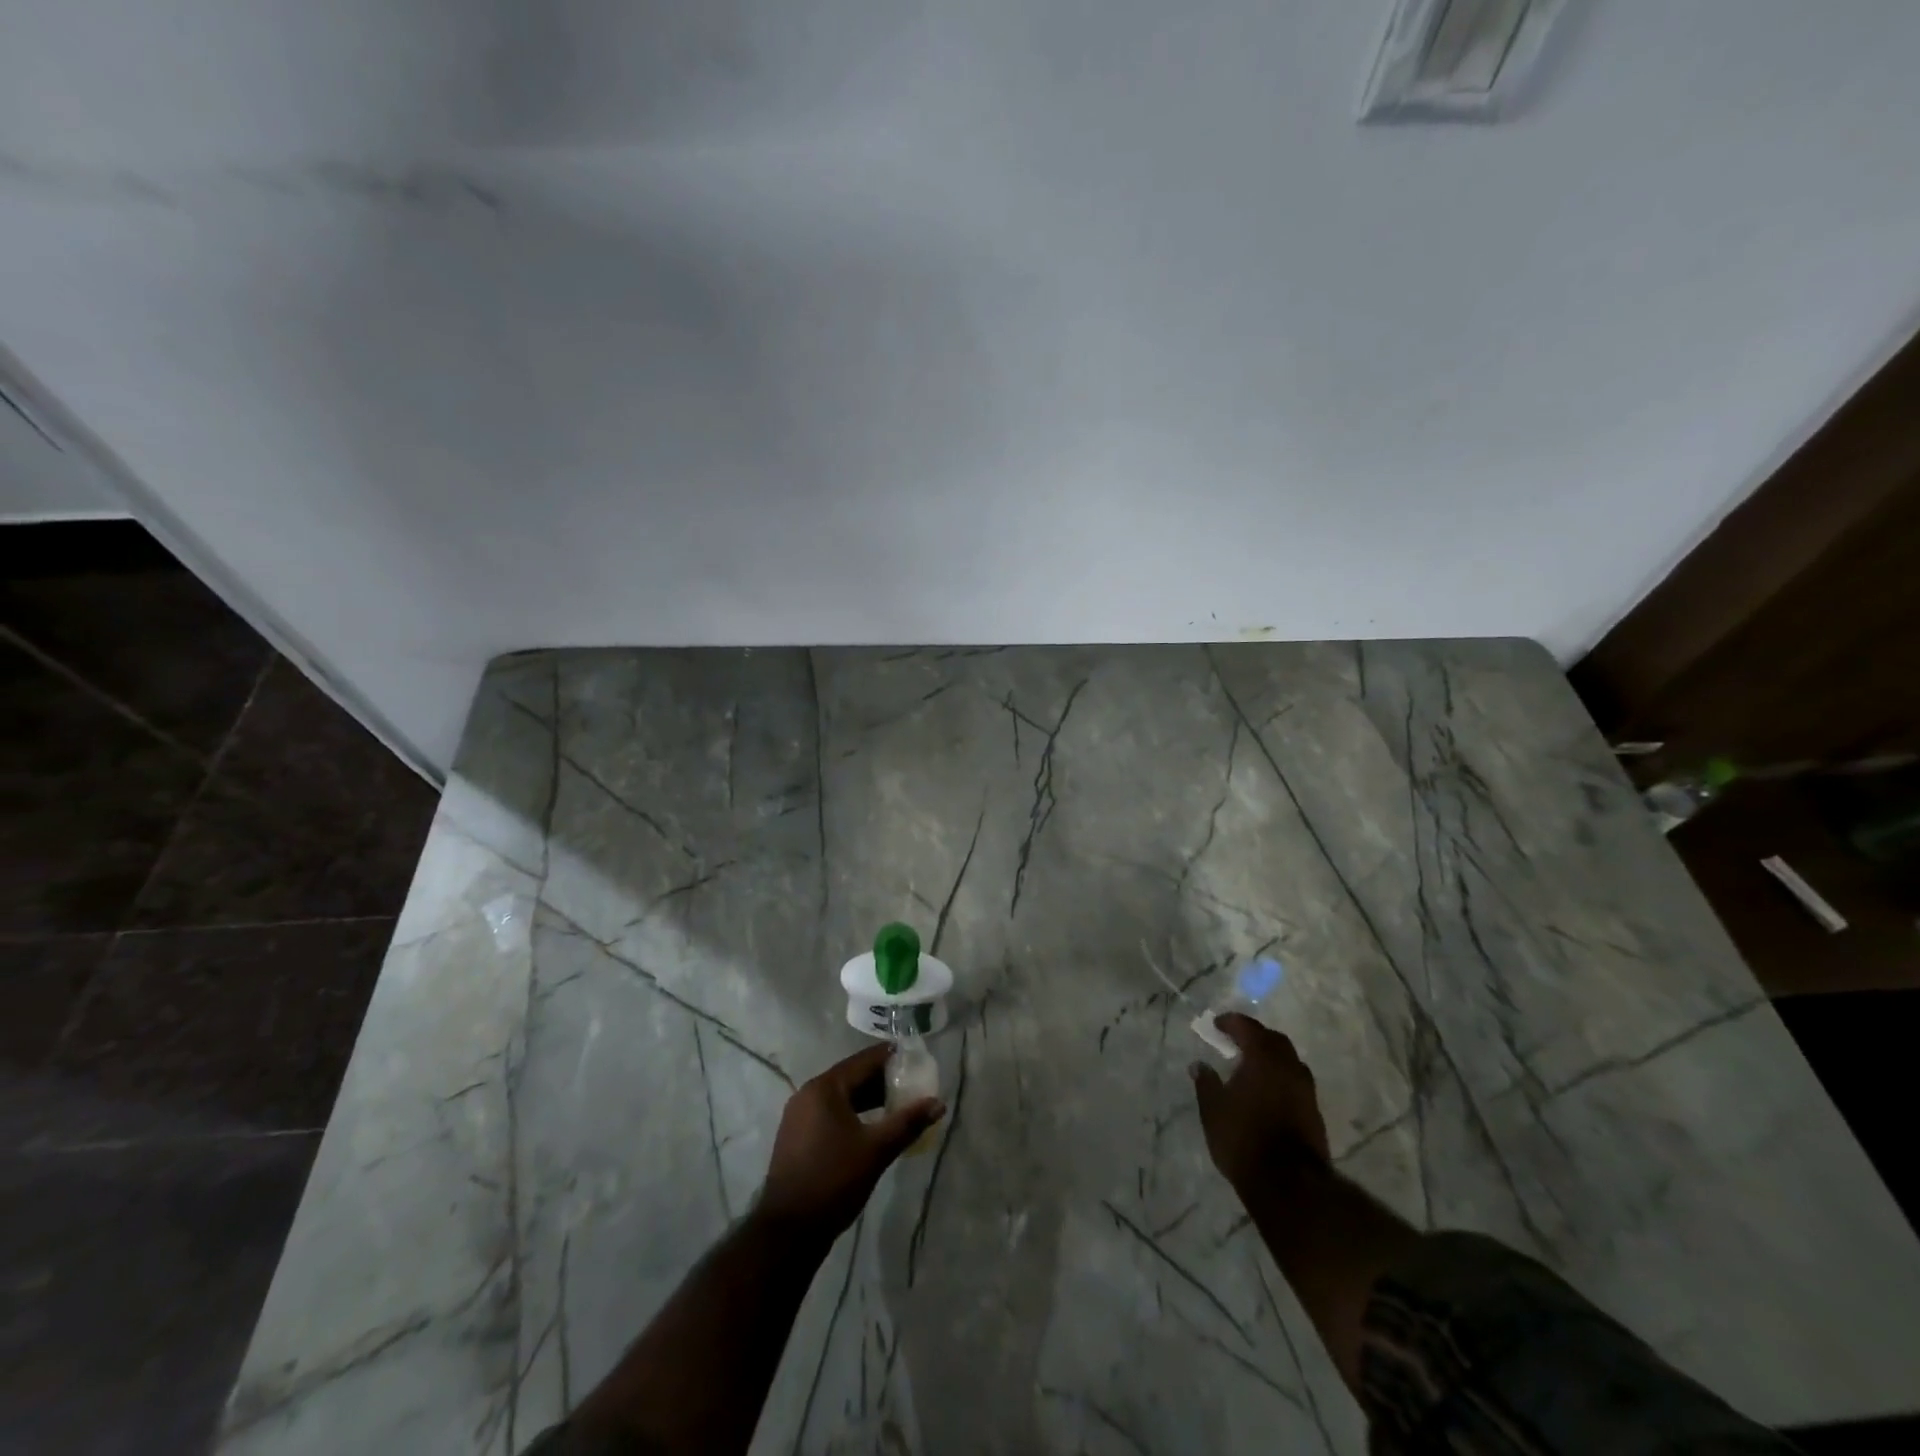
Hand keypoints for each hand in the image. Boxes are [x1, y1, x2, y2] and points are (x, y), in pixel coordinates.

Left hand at [758, 1043, 944, 1241]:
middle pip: (852, 1077)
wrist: (788, 1231)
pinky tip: (873, 1127)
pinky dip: (854, 1113)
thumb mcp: (876, 1150)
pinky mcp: (798, 1136)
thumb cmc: (833, 1180)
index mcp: (825, 1088)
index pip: (864, 1061)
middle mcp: (809, 1094)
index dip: (892, 1058)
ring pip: (842, 1096)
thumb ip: (908, 1123)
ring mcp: (799, 1116)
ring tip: (899, 1105)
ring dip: (869, 1098)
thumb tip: (938, 1103)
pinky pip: (831, 1113)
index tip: (916, 1059)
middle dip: (883, 1080)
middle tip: (913, 1084)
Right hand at [1191, 1013, 1329, 1192]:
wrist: (1290, 1185)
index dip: (1231, 1022)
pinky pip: (1295, 1083)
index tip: (1217, 1024)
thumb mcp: (1213, 1110)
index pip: (1248, 1027)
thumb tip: (1199, 1065)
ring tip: (1252, 1067)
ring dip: (1271, 1058)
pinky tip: (1267, 1092)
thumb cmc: (1244, 1139)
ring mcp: (1306, 1091)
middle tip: (1237, 1042)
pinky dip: (1280, 1078)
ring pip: (1289, 1061)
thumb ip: (1206, 1083)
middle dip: (1256, 1036)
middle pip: (1275, 1040)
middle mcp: (1289, 1067)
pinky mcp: (1314, 1113)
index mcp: (1263, 1058)